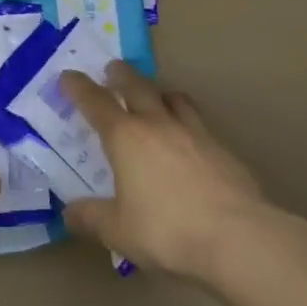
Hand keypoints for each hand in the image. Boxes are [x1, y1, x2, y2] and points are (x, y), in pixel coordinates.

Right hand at [61, 62, 301, 281]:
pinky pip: (199, 124)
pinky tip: (190, 142)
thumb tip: (68, 213)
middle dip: (121, 75)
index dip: (79, 87)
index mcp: (126, 137)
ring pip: (174, 98)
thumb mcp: (119, 231)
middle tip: (112, 68)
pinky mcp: (223, 150)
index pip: (96, 102)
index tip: (68, 75)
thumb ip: (91, 218)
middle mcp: (158, 125)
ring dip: (159, 92)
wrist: (238, 237)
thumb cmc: (168, 231)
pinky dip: (188, 123)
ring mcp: (194, 134)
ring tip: (156, 96)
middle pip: (137, 87)